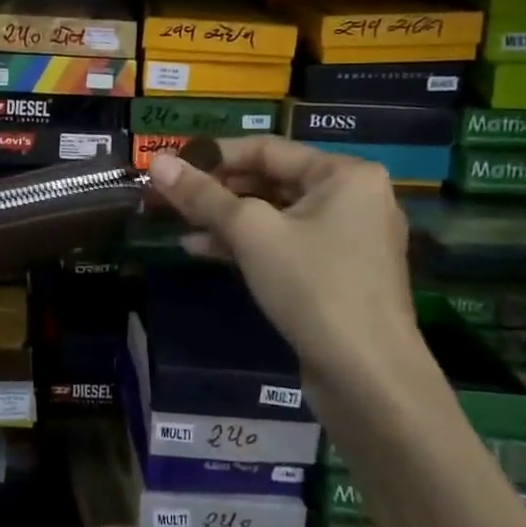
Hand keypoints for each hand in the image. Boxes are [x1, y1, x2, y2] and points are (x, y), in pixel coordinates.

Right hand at [147, 137, 432, 399]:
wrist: (369, 378)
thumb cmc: (313, 286)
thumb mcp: (250, 232)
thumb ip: (202, 194)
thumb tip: (156, 162)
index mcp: (344, 174)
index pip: (266, 148)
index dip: (213, 155)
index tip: (170, 164)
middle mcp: (352, 198)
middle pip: (269, 180)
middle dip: (216, 190)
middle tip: (168, 196)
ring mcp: (347, 238)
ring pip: (273, 215)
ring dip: (225, 219)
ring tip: (178, 224)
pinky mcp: (336, 273)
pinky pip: (284, 243)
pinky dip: (246, 244)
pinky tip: (203, 250)